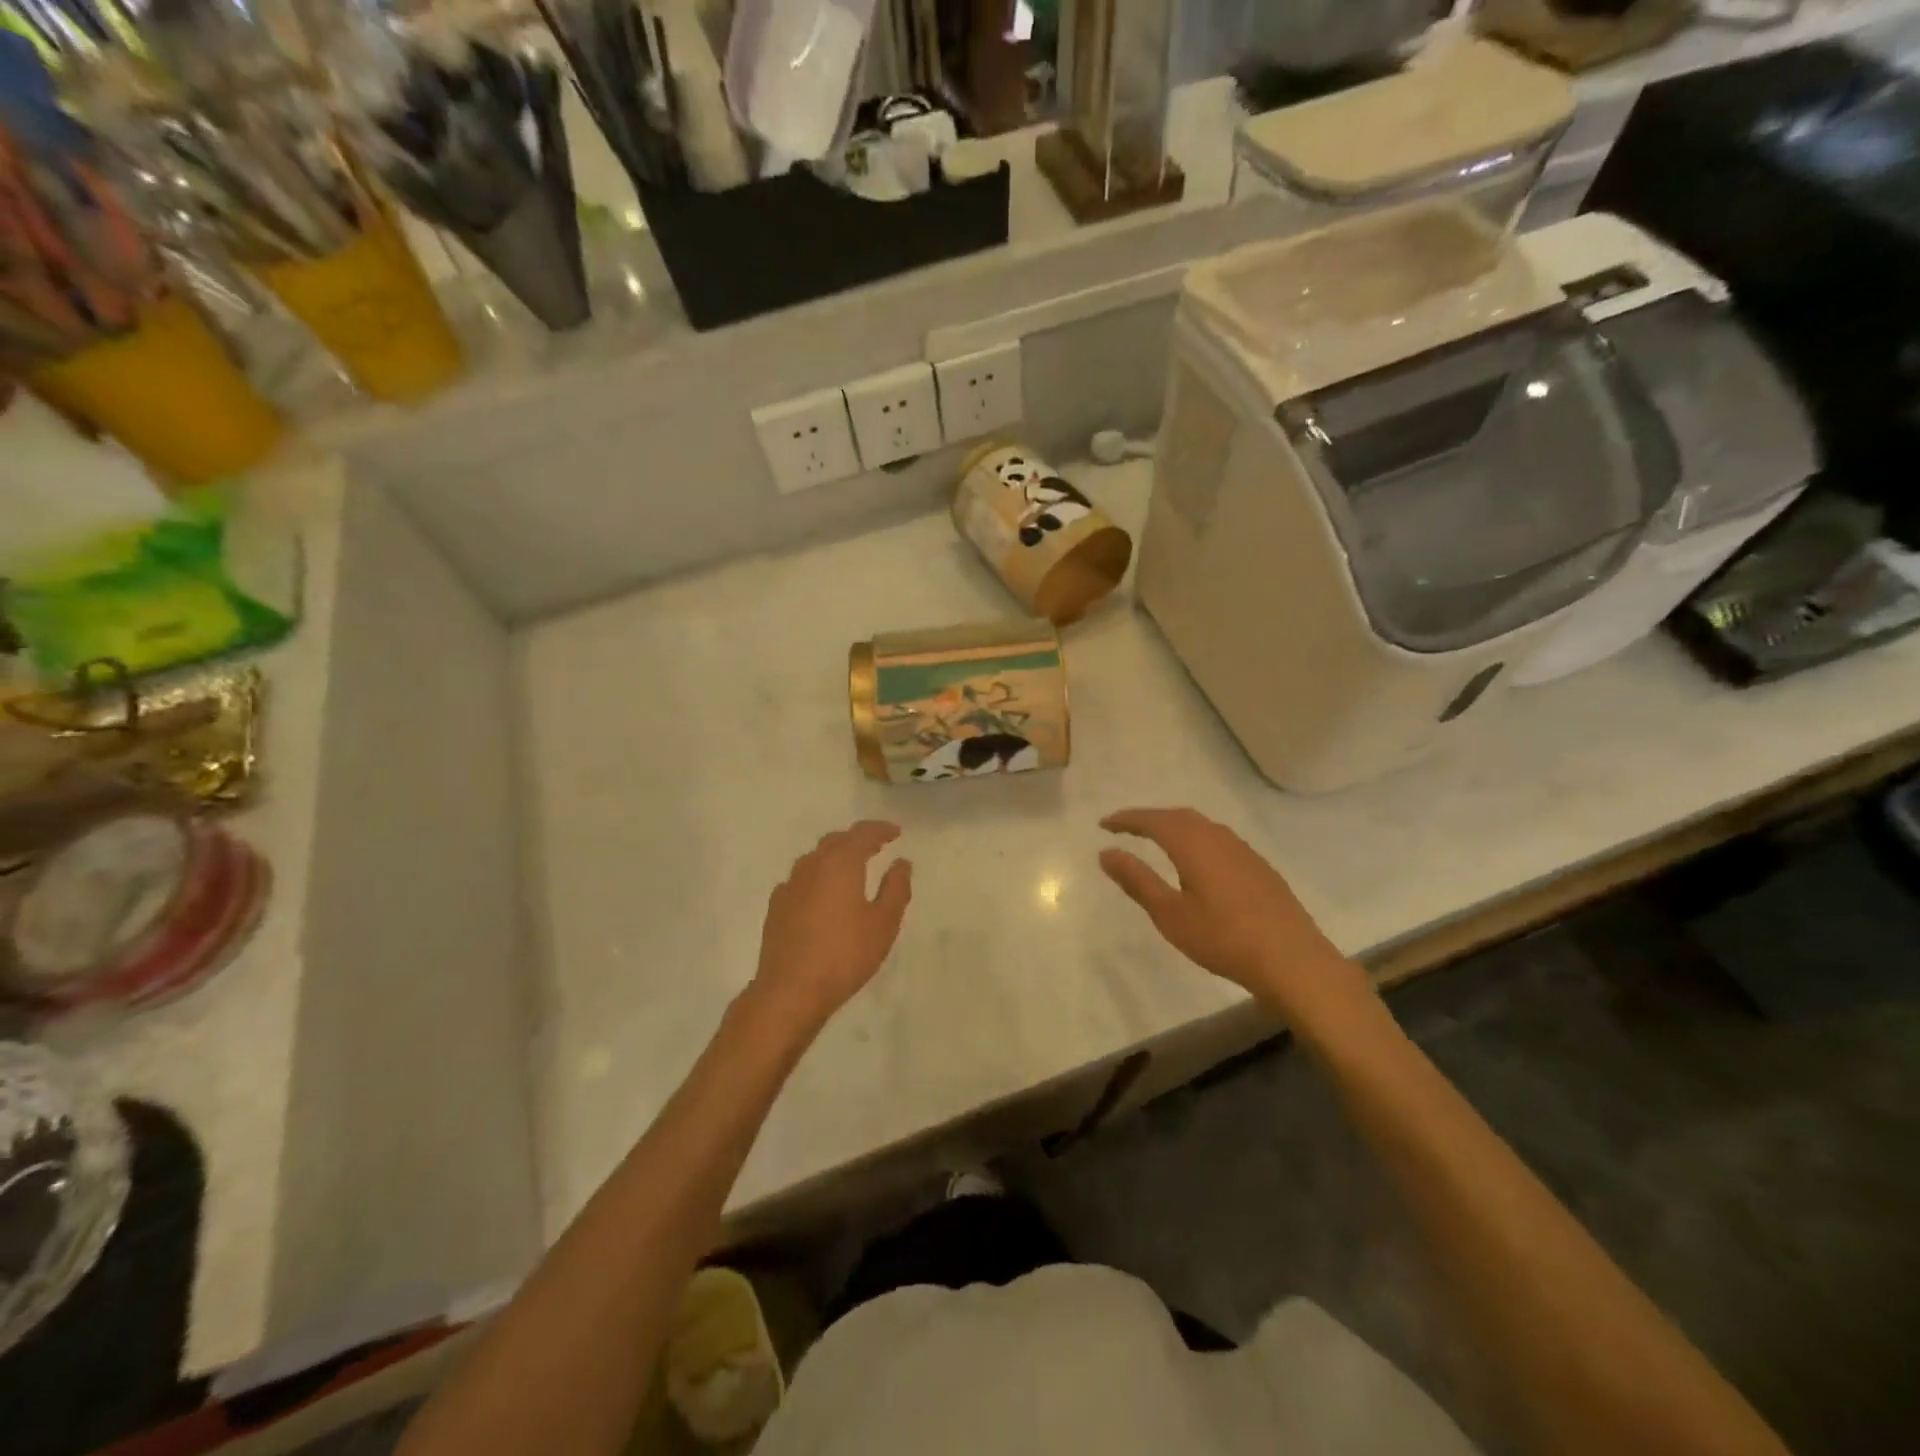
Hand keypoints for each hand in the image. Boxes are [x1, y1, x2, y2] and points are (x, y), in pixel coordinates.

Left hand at [751, 821, 912, 1032]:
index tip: (896, 832)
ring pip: (815, 858)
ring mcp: (790, 885)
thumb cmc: (845, 955)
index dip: (881, 829)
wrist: (790, 991)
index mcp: (840, 863)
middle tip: (876, 847)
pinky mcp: (776, 906)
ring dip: (835, 857)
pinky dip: (818, 878)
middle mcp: (812, 865)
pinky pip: (801, 879)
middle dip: (857, 840)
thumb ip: (896, 888)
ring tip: (852, 869)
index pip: (862, 833)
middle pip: (836, 841)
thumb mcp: (883, 923)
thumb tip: (901, 862)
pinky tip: (823, 895)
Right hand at [1099, 807, 1369, 1020]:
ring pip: (1202, 826)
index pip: (1153, 820)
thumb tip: (1106, 852)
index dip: (1127, 819)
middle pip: (1179, 816)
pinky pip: (1218, 839)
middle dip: (1150, 818)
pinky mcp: (1259, 867)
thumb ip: (1137, 880)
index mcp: (1193, 844)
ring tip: (1156, 839)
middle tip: (1126, 828)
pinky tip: (1196, 861)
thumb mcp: (1170, 914)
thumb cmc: (1223, 938)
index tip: (1104, 824)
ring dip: (1175, 826)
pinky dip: (1196, 839)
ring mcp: (1243, 851)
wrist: (1292, 960)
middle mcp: (1218, 838)